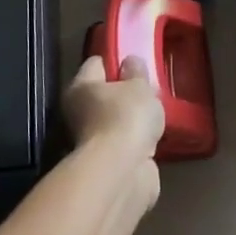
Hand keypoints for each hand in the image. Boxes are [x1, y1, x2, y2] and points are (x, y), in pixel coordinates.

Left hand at [61, 55, 165, 208]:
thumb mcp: (139, 86)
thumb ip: (137, 72)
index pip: (96, 63)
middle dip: (127, 92)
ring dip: (133, 120)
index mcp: (80, 87)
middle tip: (150, 89)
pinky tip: (154, 139)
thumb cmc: (126, 118)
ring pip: (116, 121)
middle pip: (105, 93)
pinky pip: (125, 143)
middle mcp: (79, 112)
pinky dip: (137, 142)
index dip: (116, 60)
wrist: (122, 174)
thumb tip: (130, 63)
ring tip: (156, 114)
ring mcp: (92, 140)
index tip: (136, 62)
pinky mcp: (108, 163)